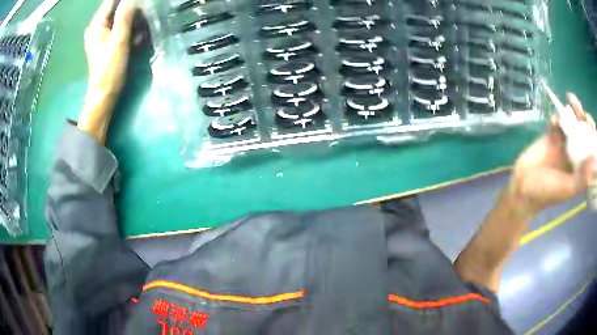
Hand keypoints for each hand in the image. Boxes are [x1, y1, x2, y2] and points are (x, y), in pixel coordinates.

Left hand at [84, 0, 134, 98]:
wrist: (105, 95)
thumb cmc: (110, 69)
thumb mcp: (119, 41)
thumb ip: (124, 17)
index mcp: (97, 25)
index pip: (111, 1)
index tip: (140, 2)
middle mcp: (98, 27)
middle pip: (117, 8)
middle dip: (132, 9)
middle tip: (145, 15)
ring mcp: (103, 35)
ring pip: (121, 18)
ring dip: (134, 20)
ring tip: (142, 28)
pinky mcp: (109, 42)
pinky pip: (122, 28)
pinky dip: (131, 29)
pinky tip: (138, 37)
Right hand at [507, 93, 596, 214]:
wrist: (522, 187)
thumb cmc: (545, 192)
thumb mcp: (566, 189)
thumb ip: (581, 178)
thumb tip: (594, 160)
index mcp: (580, 168)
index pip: (590, 148)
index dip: (592, 135)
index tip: (590, 124)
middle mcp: (574, 154)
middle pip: (582, 131)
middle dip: (583, 117)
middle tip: (579, 108)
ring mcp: (563, 144)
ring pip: (571, 122)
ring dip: (572, 110)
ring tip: (570, 99)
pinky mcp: (551, 136)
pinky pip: (557, 122)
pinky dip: (556, 117)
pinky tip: (553, 121)